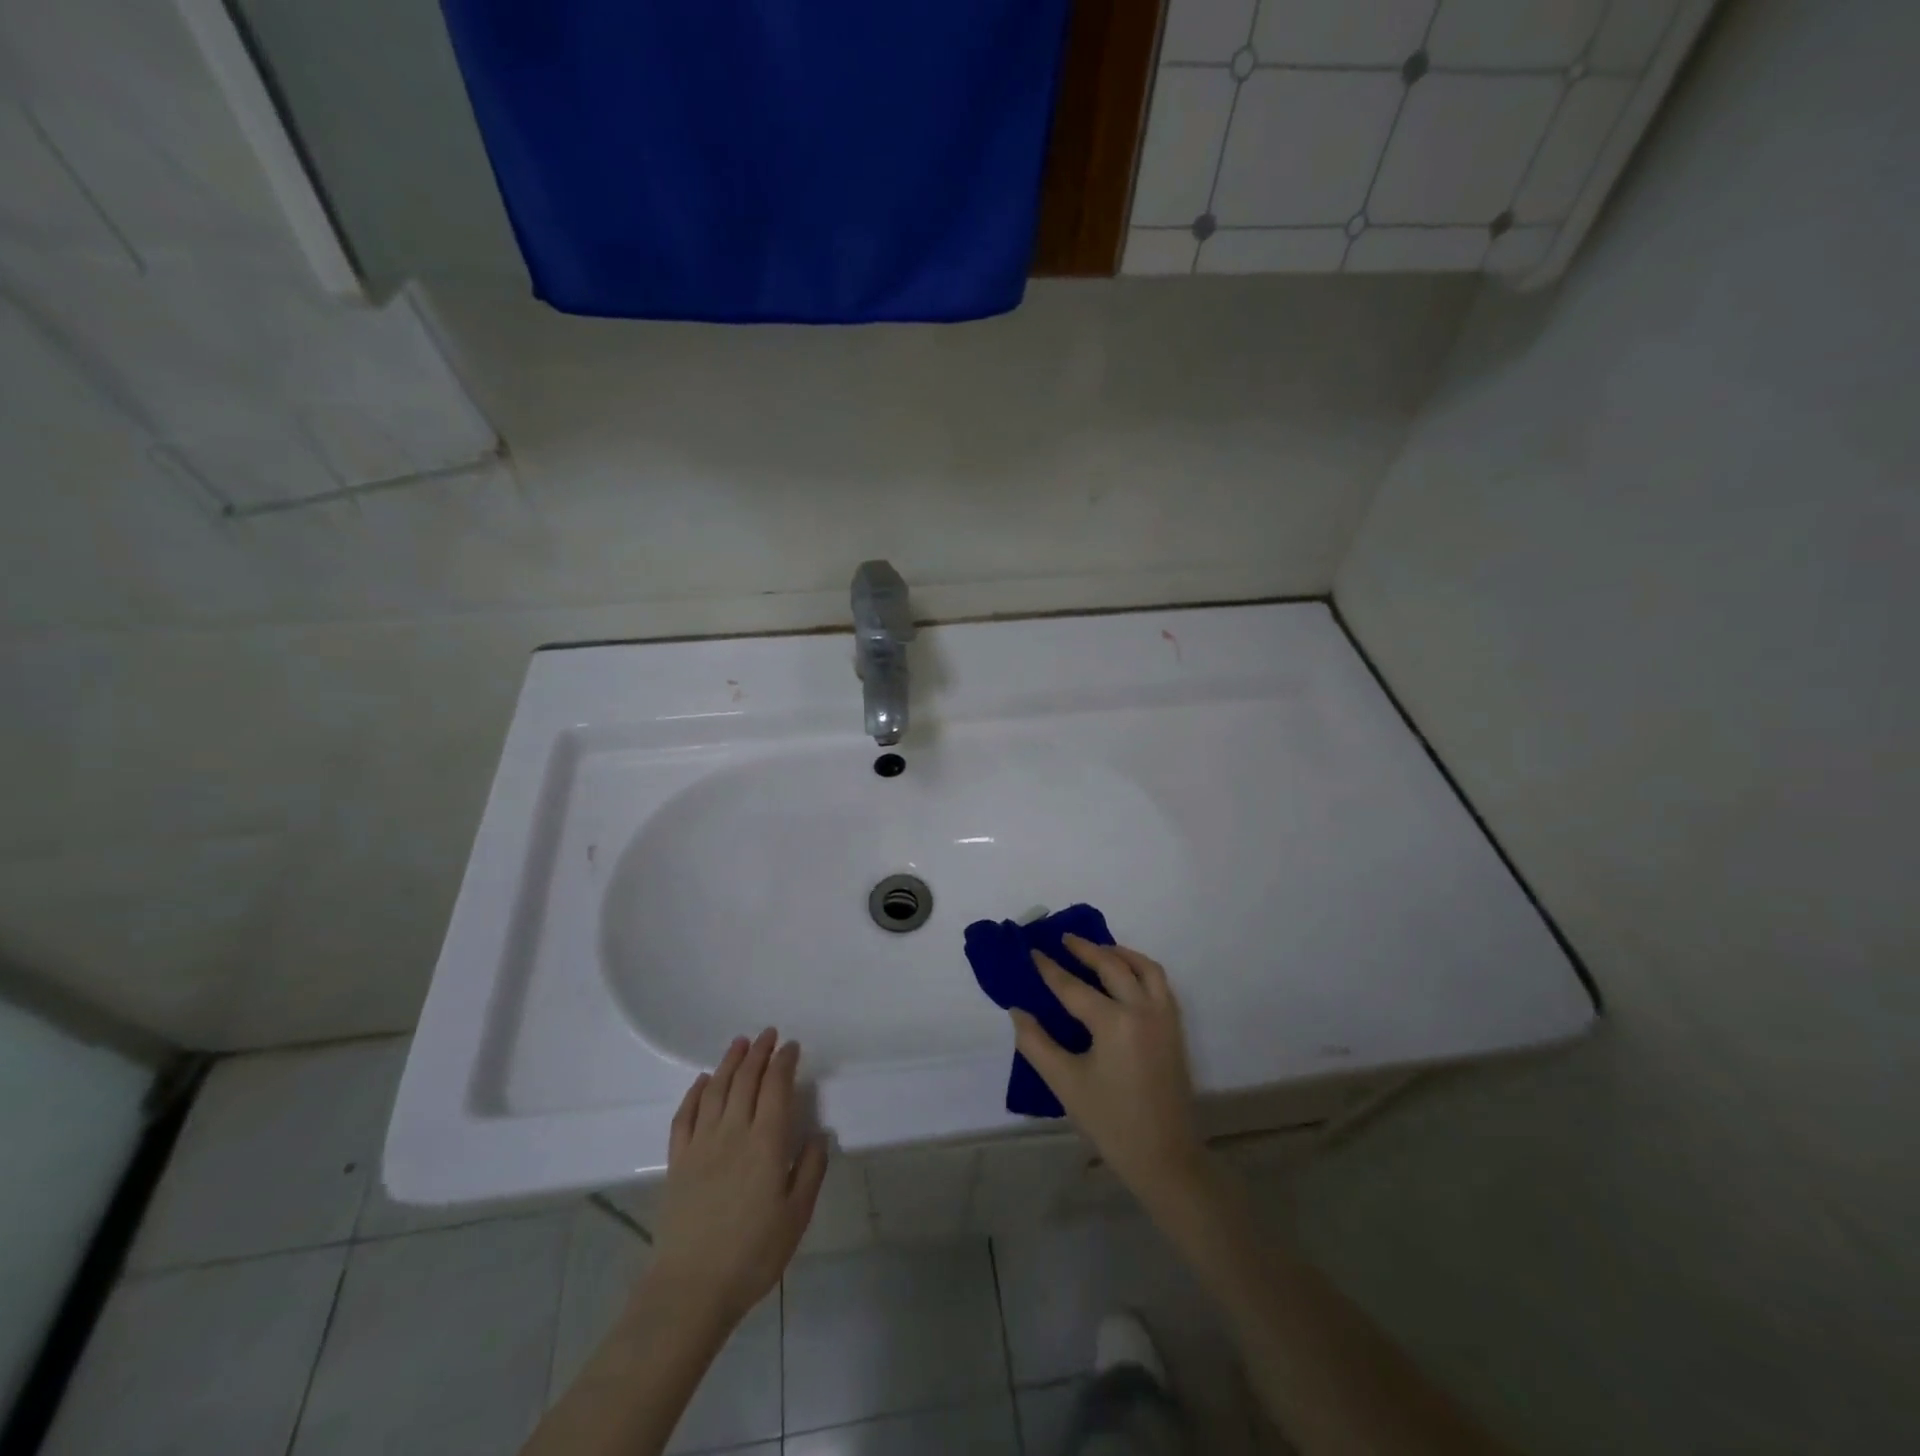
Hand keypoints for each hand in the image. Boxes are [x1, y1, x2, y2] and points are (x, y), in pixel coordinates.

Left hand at [647, 1029, 828, 1328]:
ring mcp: (701, 1144)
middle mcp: (733, 1131)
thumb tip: (818, 1135)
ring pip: (716, 1089)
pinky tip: (703, 1081)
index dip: (784, 1062)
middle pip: (746, 1080)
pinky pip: (685, 1115)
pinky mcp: (677, 1160)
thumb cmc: (752, 1254)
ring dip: (729, 1062)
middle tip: (769, 1034)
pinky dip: (695, 1092)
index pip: (776, 1087)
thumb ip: (810, 1170)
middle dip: (759, 1053)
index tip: (792, 1046)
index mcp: (766, 1142)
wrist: (691, 1288)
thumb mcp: (796, 1216)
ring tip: (740, 1043)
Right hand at [1011, 936, 1207, 1209]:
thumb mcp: (1064, 1084)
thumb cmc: (1110, 1122)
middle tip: (1064, 939)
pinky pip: (1159, 983)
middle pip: (1113, 965)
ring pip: (1145, 967)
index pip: (1073, 986)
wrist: (1164, 1158)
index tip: (1032, 951)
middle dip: (1086, 949)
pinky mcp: (1175, 1028)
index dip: (1050, 969)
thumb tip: (1018, 1011)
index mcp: (1114, 1022)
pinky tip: (1125, 975)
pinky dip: (1141, 968)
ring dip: (1120, 953)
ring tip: (1098, 949)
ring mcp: (1164, 1017)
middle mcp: (1143, 1009)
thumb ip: (1036, 1043)